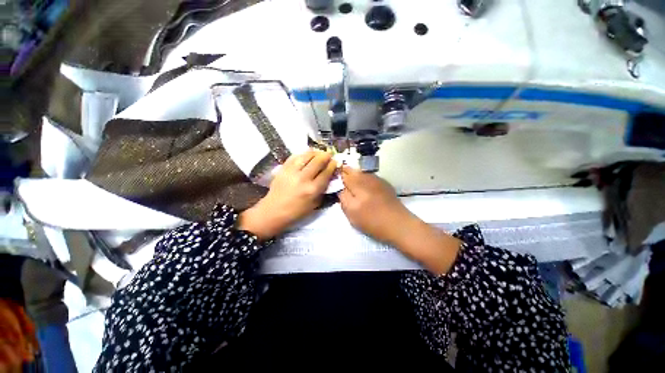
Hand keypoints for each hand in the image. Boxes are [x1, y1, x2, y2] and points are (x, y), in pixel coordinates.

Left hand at [239, 149, 336, 239]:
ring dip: (315, 152)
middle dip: (325, 156)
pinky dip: (302, 154)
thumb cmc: (297, 210)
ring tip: (319, 152)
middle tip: (329, 154)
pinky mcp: (283, 168)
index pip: (326, 173)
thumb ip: (323, 189)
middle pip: (317, 161)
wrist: (274, 210)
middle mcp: (303, 178)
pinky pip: (294, 157)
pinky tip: (307, 154)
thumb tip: (329, 176)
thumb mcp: (315, 203)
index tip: (335, 161)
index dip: (332, 165)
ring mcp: (292, 172)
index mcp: (312, 189)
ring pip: (306, 156)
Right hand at [337, 167, 412, 245]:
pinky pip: (369, 177)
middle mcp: (367, 178)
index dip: (337, 175)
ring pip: (360, 173)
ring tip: (351, 185)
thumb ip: (343, 197)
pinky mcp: (383, 183)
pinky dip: (363, 179)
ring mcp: (377, 179)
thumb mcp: (352, 213)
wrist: (398, 224)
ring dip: (354, 176)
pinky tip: (364, 188)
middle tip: (341, 182)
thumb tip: (340, 187)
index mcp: (357, 184)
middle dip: (345, 174)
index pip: (343, 174)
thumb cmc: (372, 221)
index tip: (333, 179)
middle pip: (352, 170)